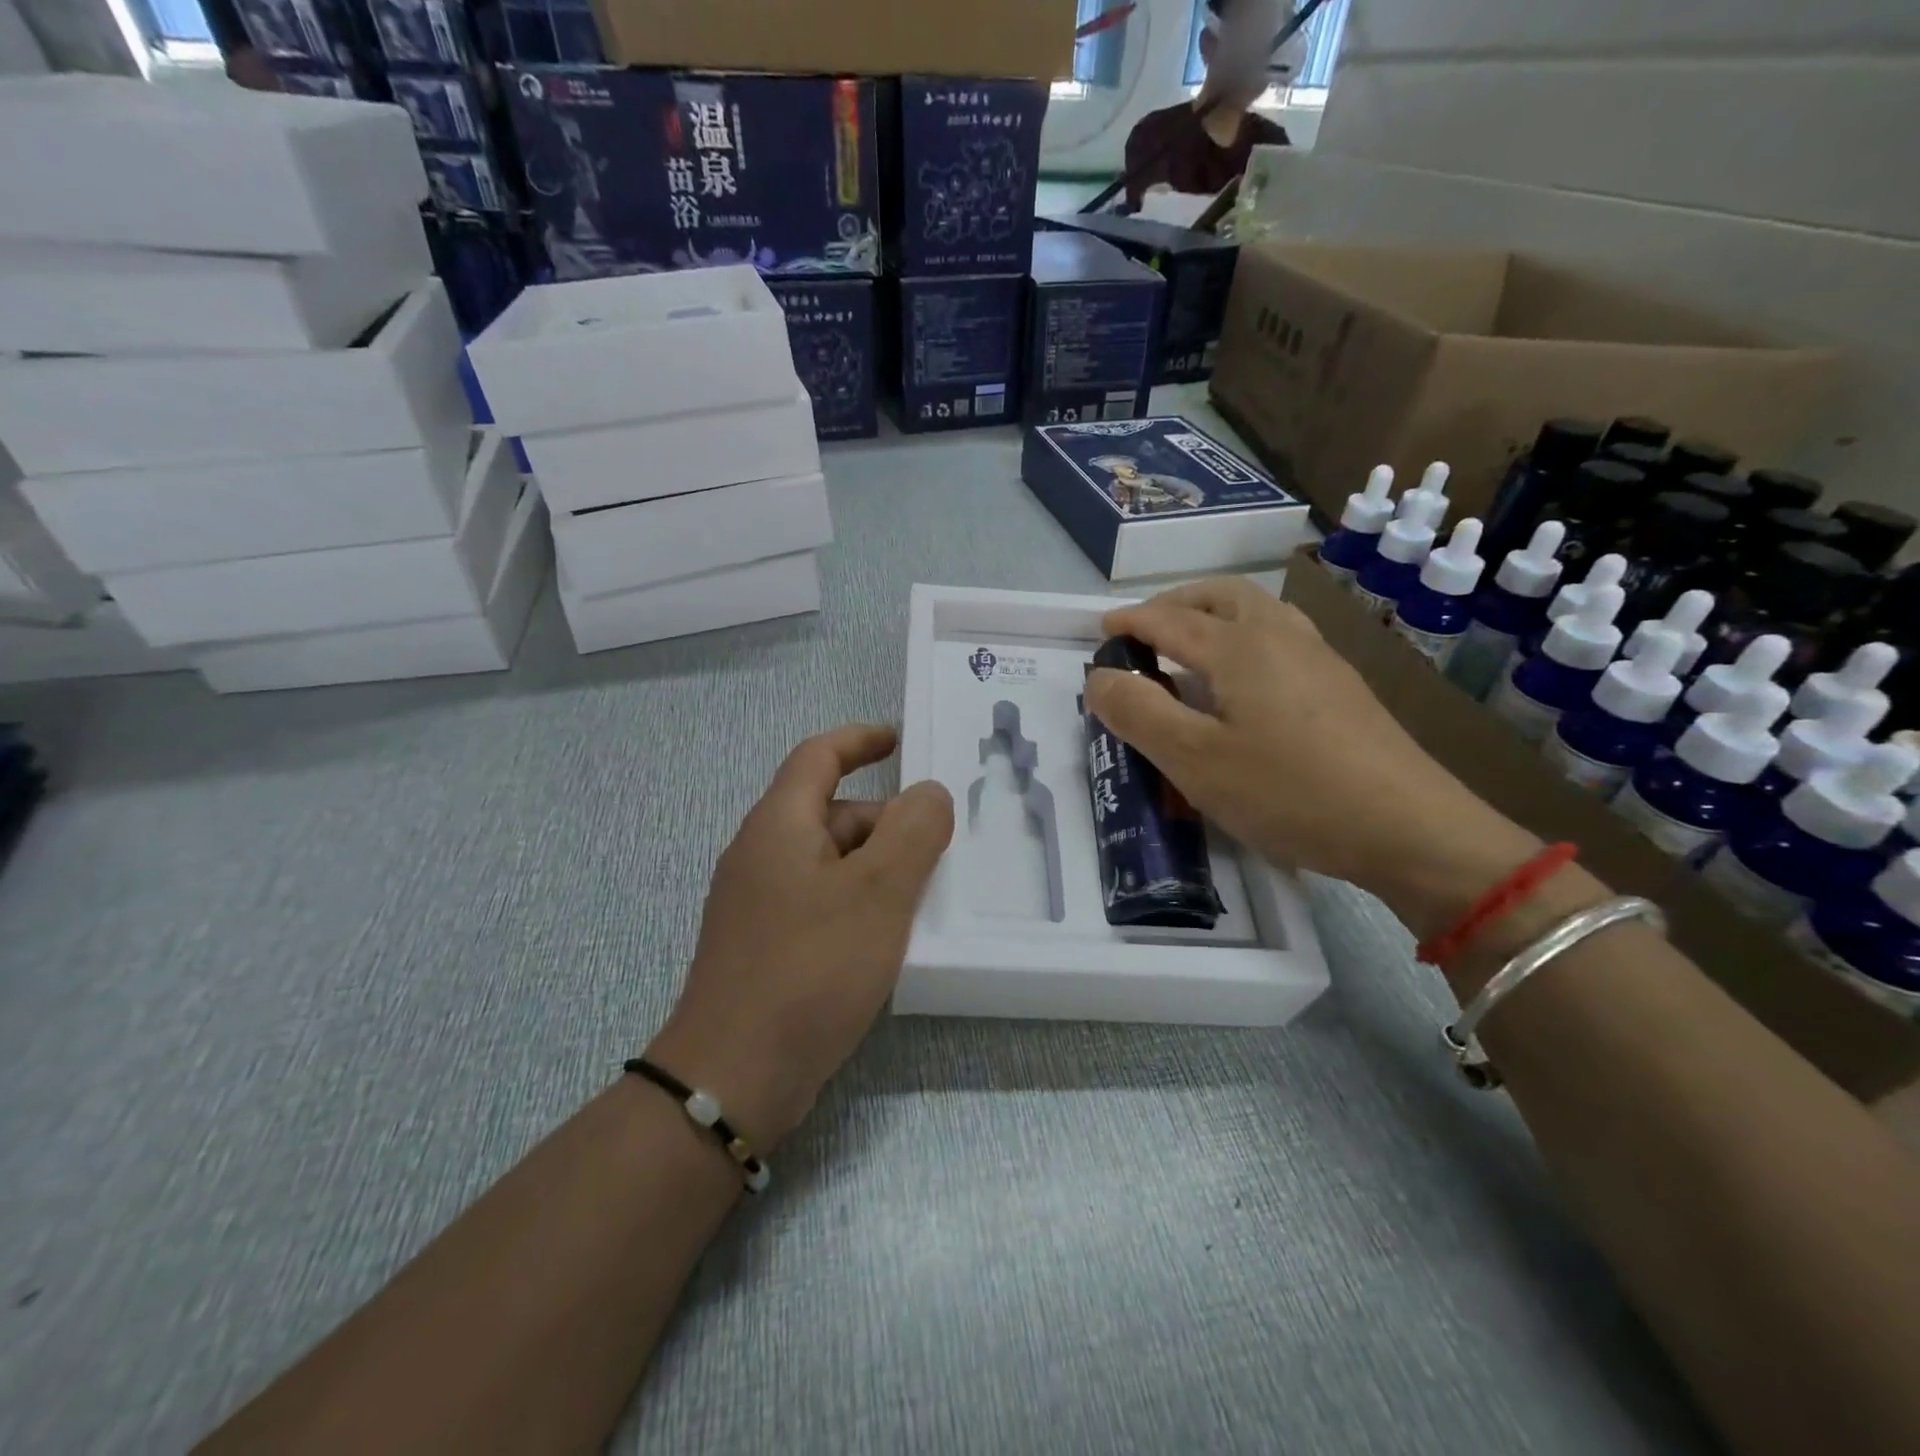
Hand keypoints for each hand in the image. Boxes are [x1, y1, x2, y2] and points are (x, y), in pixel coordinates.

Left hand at [646, 724, 953, 1149]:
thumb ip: (913, 831)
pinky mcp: (767, 945)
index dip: (860, 739)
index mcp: (779, 825)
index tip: (900, 740)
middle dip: (887, 821)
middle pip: (831, 812)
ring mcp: (759, 904)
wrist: (734, 1076)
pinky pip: (822, 902)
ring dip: (878, 867)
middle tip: (941, 848)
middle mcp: (762, 855)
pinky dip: (860, 903)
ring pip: (831, 862)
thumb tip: (928, 794)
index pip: (818, 757)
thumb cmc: (811, 969)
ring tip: (927, 895)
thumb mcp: (878, 891)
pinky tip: (891, 937)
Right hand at [1083, 578, 1541, 939]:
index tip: (1100, 630)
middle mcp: (1280, 635)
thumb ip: (1138, 713)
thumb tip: (1099, 677)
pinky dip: (1242, 637)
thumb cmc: (1289, 792)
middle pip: (1219, 595)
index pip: (1168, 620)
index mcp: (1239, 645)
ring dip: (1212, 615)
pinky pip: (1279, 637)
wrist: (1409, 828)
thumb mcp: (1194, 760)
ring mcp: (1318, 657)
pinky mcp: (1341, 685)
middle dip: (1174, 604)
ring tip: (1187, 649)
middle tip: (1143, 631)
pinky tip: (1242, 682)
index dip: (1129, 622)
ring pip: (1256, 611)